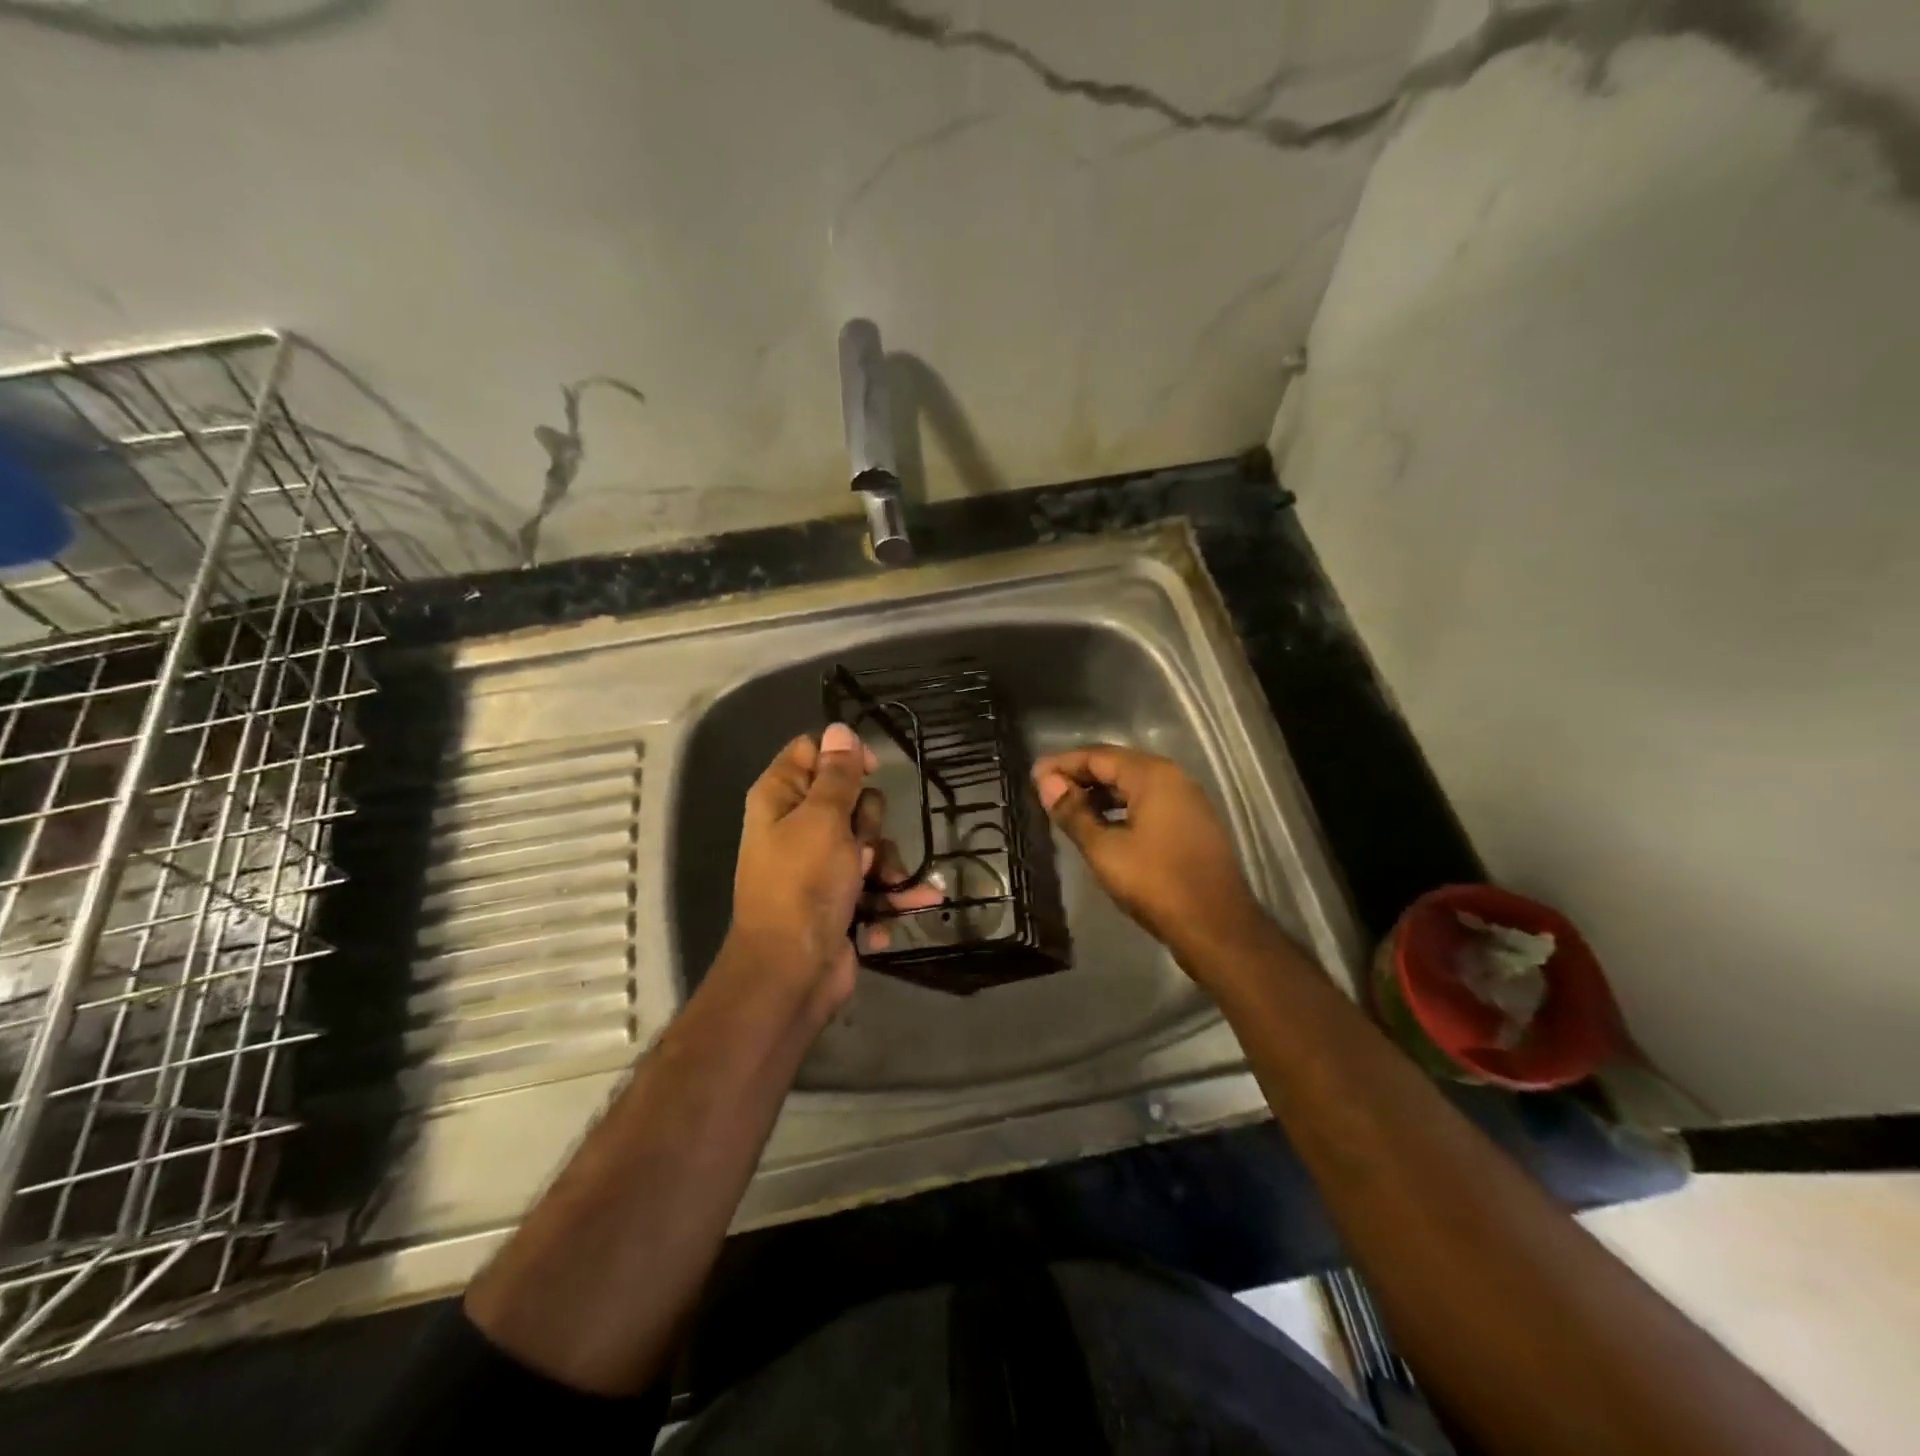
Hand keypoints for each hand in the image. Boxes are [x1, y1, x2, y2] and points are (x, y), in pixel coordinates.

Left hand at [727, 724, 939, 1021]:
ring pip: (870, 842)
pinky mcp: (840, 899)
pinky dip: (890, 896)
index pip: (813, 752)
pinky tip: (913, 905)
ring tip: (878, 885)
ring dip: (885, 864)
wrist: (793, 973)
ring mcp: (820, 866)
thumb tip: (839, 728)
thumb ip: (836, 775)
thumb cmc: (804, 886)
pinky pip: (875, 883)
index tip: (870, 771)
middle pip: (851, 799)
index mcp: (780, 799)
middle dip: (869, 823)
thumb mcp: (823, 821)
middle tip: (858, 846)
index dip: (844, 756)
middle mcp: (797, 828)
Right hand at [1033, 745, 1263, 962]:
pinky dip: (1121, 808)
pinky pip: (1148, 803)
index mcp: (1152, 775)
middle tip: (1046, 790)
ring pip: (1134, 785)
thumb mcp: (1105, 849)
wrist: (1216, 927)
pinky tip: (1101, 826)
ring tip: (1067, 808)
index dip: (1062, 764)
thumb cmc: (1156, 883)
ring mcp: (1186, 801)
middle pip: (1117, 766)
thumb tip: (1046, 783)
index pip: (1098, 756)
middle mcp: (1173, 778)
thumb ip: (1073, 813)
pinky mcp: (1192, 824)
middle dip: (1080, 776)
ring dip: (1100, 793)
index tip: (1033, 775)